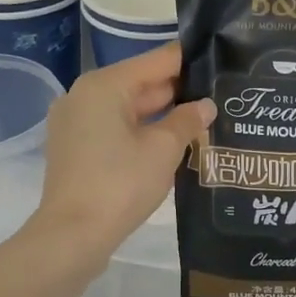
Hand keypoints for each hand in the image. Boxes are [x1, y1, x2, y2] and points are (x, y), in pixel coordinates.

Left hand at [35, 43, 214, 258]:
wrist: (72, 236)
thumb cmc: (121, 184)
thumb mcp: (164, 150)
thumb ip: (188, 121)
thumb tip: (205, 106)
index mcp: (105, 85)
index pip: (158, 60)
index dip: (192, 61)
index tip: (223, 63)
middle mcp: (85, 95)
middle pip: (142, 83)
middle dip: (180, 92)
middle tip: (222, 96)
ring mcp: (76, 123)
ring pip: (129, 109)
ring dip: (163, 116)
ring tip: (204, 120)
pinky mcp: (75, 149)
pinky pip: (115, 129)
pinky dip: (142, 132)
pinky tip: (173, 144)